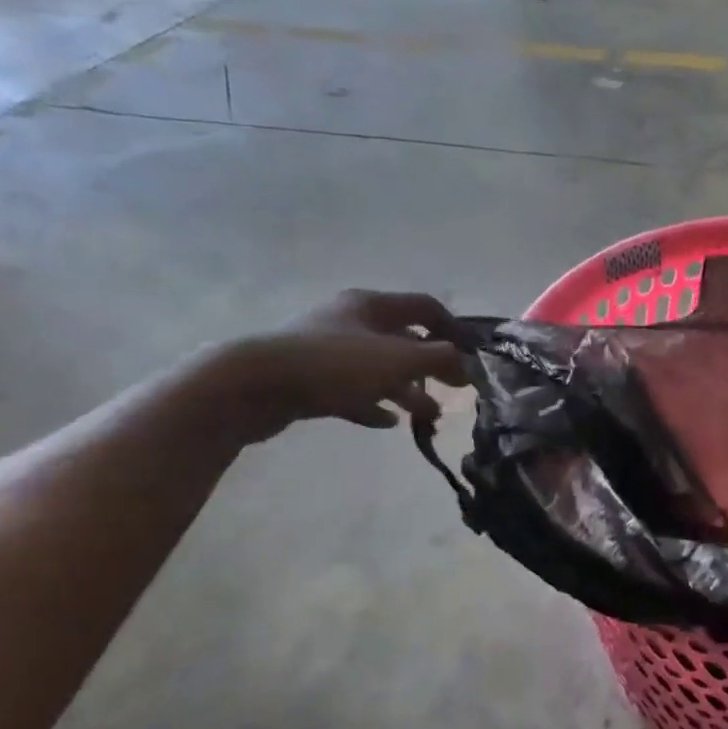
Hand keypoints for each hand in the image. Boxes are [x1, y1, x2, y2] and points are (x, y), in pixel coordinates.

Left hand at [209, 291, 467, 441]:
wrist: (254, 385)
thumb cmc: (335, 364)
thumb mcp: (399, 360)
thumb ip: (440, 359)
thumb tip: (469, 363)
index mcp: (372, 305)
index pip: (424, 307)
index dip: (453, 328)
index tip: (474, 355)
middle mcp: (350, 321)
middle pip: (402, 339)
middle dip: (431, 365)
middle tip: (454, 389)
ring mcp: (327, 350)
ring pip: (379, 368)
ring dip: (407, 390)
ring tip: (428, 416)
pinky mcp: (309, 379)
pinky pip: (352, 391)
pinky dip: (373, 403)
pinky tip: (387, 422)